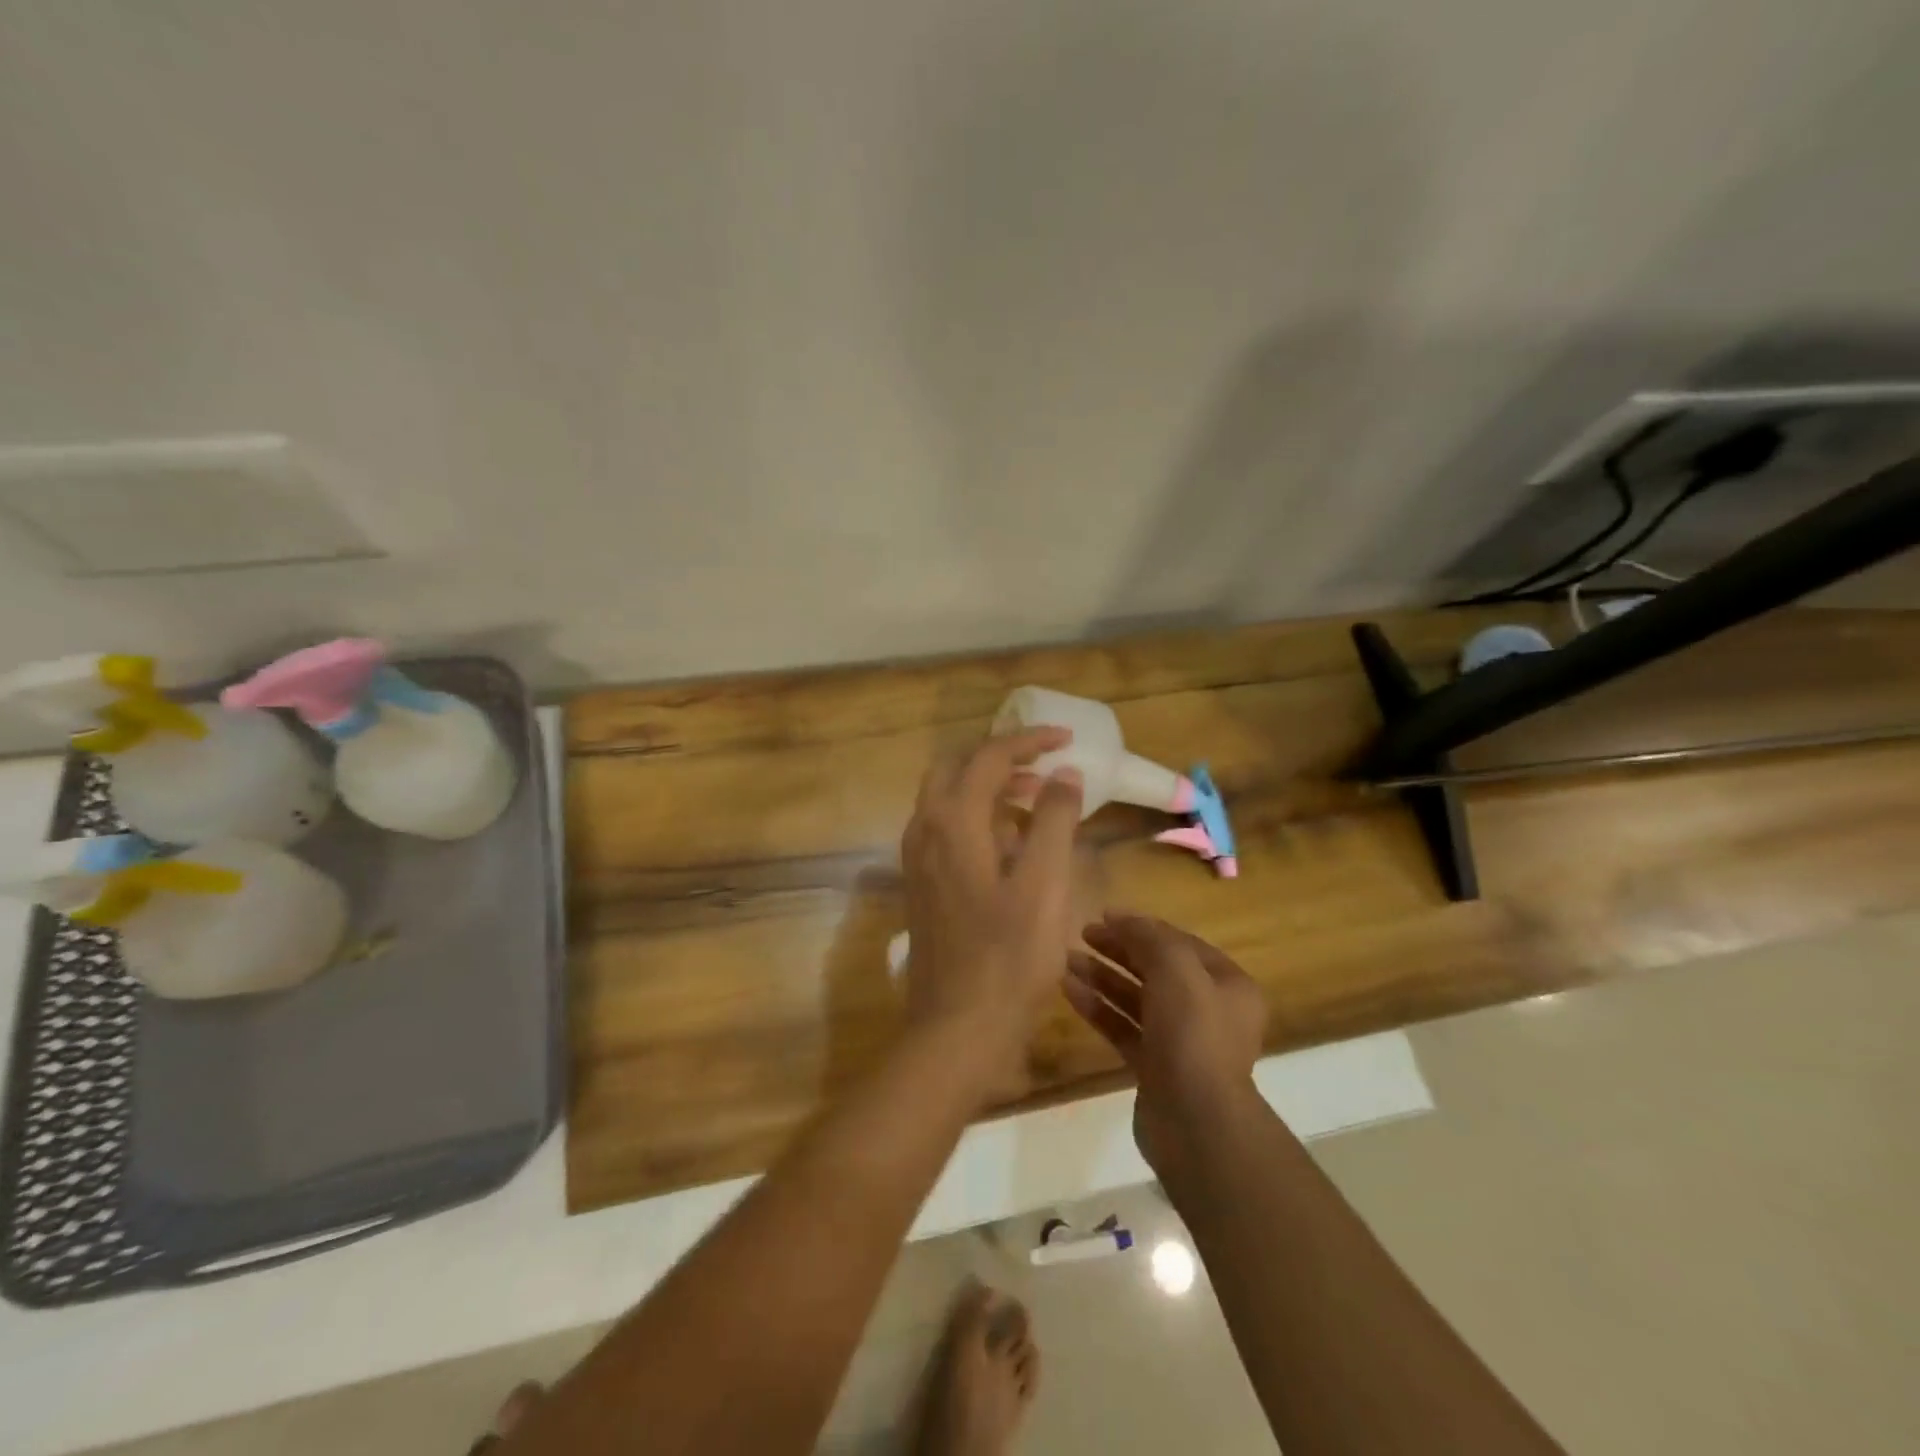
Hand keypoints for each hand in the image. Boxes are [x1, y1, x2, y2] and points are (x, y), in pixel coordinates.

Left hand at [899, 727, 1084, 1091]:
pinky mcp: (921, 883)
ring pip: (947, 797)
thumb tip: (1063, 772)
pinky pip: (945, 827)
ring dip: (988, 786)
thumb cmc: (1009, 956)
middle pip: (957, 768)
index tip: (1066, 739)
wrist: (957, 1026)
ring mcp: (917, 858)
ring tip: (1035, 799)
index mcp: (952, 821)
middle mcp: (925, 829)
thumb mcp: (1044, 883)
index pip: (989, 757)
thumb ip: (1054, 819)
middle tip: (1043, 766)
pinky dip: (976, 816)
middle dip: (1001, 758)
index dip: (1029, 741)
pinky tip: (1010, 844)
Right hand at [1064, 913, 1267, 1173]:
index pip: (1180, 943)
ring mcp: (1181, 1042)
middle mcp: (1208, 1010)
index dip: (1142, 927)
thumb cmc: (1193, 1034)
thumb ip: (1148, 937)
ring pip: (1136, 999)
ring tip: (1067, 960)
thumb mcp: (1175, 969)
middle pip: (1156, 969)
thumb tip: (1121, 918)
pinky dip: (1098, 1008)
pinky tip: (1069, 991)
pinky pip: (1123, 1028)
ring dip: (1103, 978)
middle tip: (1082, 935)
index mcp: (1227, 984)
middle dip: (1119, 950)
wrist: (1195, 1121)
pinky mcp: (1155, 1068)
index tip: (1103, 916)